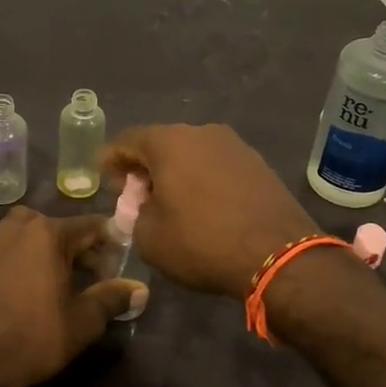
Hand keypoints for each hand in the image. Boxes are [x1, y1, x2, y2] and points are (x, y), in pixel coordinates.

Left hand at [0, 207, 144, 386]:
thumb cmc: (36, 338)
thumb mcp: (84, 321)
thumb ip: (113, 298)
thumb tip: (141, 289)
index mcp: (50, 234)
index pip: (91, 226)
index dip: (108, 244)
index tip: (116, 265)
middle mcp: (18, 226)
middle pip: (55, 226)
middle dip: (75, 246)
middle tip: (87, 276)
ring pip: (18, 227)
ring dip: (35, 241)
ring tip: (46, 269)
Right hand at [102, 123, 316, 296]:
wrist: (278, 254)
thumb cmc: (202, 242)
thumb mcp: (149, 237)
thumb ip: (135, 214)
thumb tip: (144, 206)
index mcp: (168, 142)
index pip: (128, 140)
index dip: (112, 159)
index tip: (106, 179)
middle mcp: (201, 132)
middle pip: (161, 143)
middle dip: (145, 167)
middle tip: (137, 195)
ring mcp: (234, 145)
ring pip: (192, 153)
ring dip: (176, 172)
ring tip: (172, 202)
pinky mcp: (258, 163)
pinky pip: (217, 165)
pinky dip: (203, 179)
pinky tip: (204, 205)